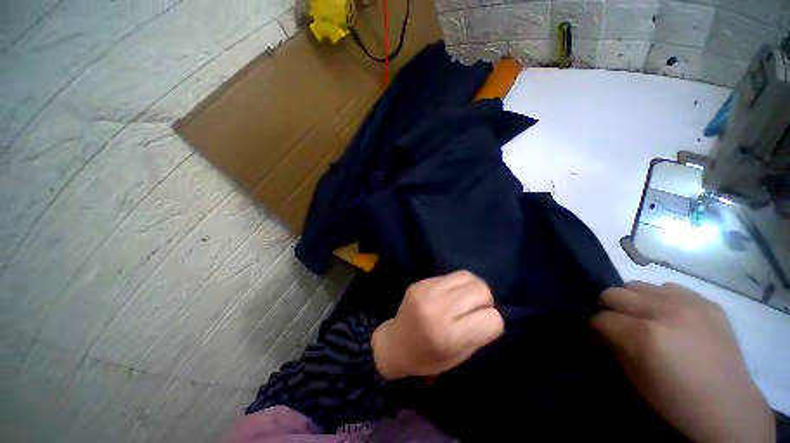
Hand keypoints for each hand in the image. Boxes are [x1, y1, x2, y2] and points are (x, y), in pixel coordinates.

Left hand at [372, 270, 504, 379]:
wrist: (395, 342)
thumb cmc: (427, 358)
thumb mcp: (459, 356)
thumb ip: (478, 333)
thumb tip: (491, 310)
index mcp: (448, 336)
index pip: (492, 319)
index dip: (493, 324)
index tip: (484, 327)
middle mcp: (437, 308)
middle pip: (481, 291)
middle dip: (486, 302)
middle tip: (476, 311)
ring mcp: (427, 290)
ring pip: (469, 277)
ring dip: (473, 289)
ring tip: (465, 300)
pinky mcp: (422, 281)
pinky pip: (452, 275)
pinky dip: (458, 285)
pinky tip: (451, 295)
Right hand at [591, 282, 774, 442]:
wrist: (728, 408)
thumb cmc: (675, 401)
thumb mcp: (635, 379)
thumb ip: (612, 348)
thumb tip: (596, 332)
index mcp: (644, 335)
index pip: (601, 317)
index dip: (593, 325)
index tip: (594, 332)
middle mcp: (664, 311)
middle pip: (615, 293)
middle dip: (607, 307)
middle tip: (615, 323)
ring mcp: (689, 304)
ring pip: (640, 285)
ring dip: (633, 300)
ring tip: (642, 317)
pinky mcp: (708, 303)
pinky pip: (671, 288)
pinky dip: (661, 299)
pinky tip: (669, 317)